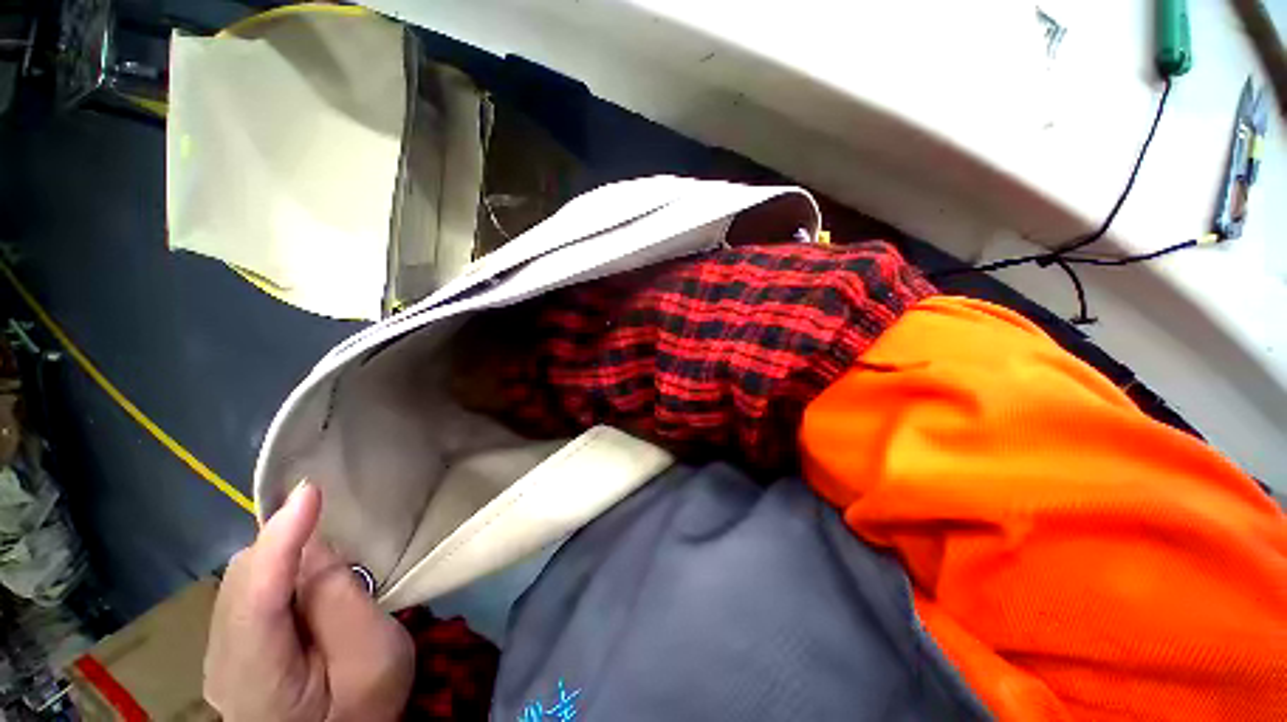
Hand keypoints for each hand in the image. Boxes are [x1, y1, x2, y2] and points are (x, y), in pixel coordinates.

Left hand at [204, 483, 413, 721]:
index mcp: (256, 677)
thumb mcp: (372, 655)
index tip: (309, 490)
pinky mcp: (232, 651)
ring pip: (241, 581)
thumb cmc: (367, 705)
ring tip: (323, 558)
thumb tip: (314, 546)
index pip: (256, 596)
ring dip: (281, 556)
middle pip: (243, 579)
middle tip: (332, 535)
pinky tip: (301, 577)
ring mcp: (222, 657)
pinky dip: (274, 571)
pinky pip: (246, 592)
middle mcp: (222, 662)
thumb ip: (341, 599)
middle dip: (284, 544)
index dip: (281, 539)